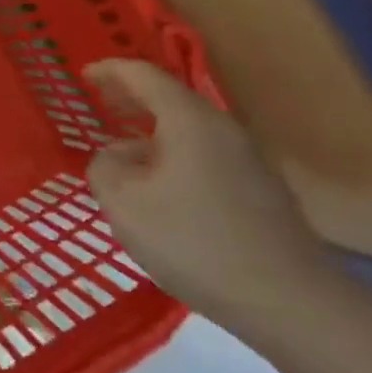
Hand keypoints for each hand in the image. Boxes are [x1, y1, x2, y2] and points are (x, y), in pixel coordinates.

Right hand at [84, 60, 335, 330]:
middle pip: (171, 99)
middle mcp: (223, 130)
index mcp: (190, 121)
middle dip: (131, 97)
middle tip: (97, 100)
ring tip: (120, 149)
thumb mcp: (124, 204)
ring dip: (151, 130)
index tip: (82, 75)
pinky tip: (157, 186)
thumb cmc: (193, 242)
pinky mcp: (259, 191)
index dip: (110, 71)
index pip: (144, 76)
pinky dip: (172, 154)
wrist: (288, 301)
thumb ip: (104, 168)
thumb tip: (113, 157)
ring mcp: (247, 160)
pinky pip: (204, 155)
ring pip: (188, 130)